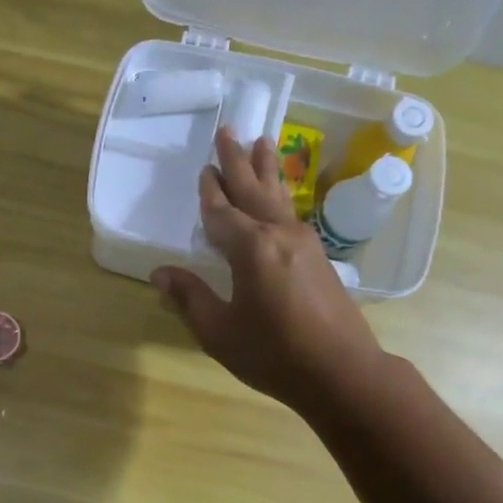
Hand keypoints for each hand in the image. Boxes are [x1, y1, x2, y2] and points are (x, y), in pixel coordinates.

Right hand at [151, 130, 389, 410]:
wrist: (342, 372)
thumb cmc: (273, 354)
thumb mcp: (219, 332)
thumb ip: (190, 298)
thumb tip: (161, 273)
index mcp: (250, 249)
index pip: (221, 213)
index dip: (209, 193)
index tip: (203, 170)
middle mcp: (278, 235)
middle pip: (252, 190)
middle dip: (237, 161)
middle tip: (228, 130)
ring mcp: (303, 243)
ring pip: (277, 196)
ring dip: (265, 169)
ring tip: (262, 141)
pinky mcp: (319, 257)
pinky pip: (291, 212)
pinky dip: (280, 194)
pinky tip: (279, 195)